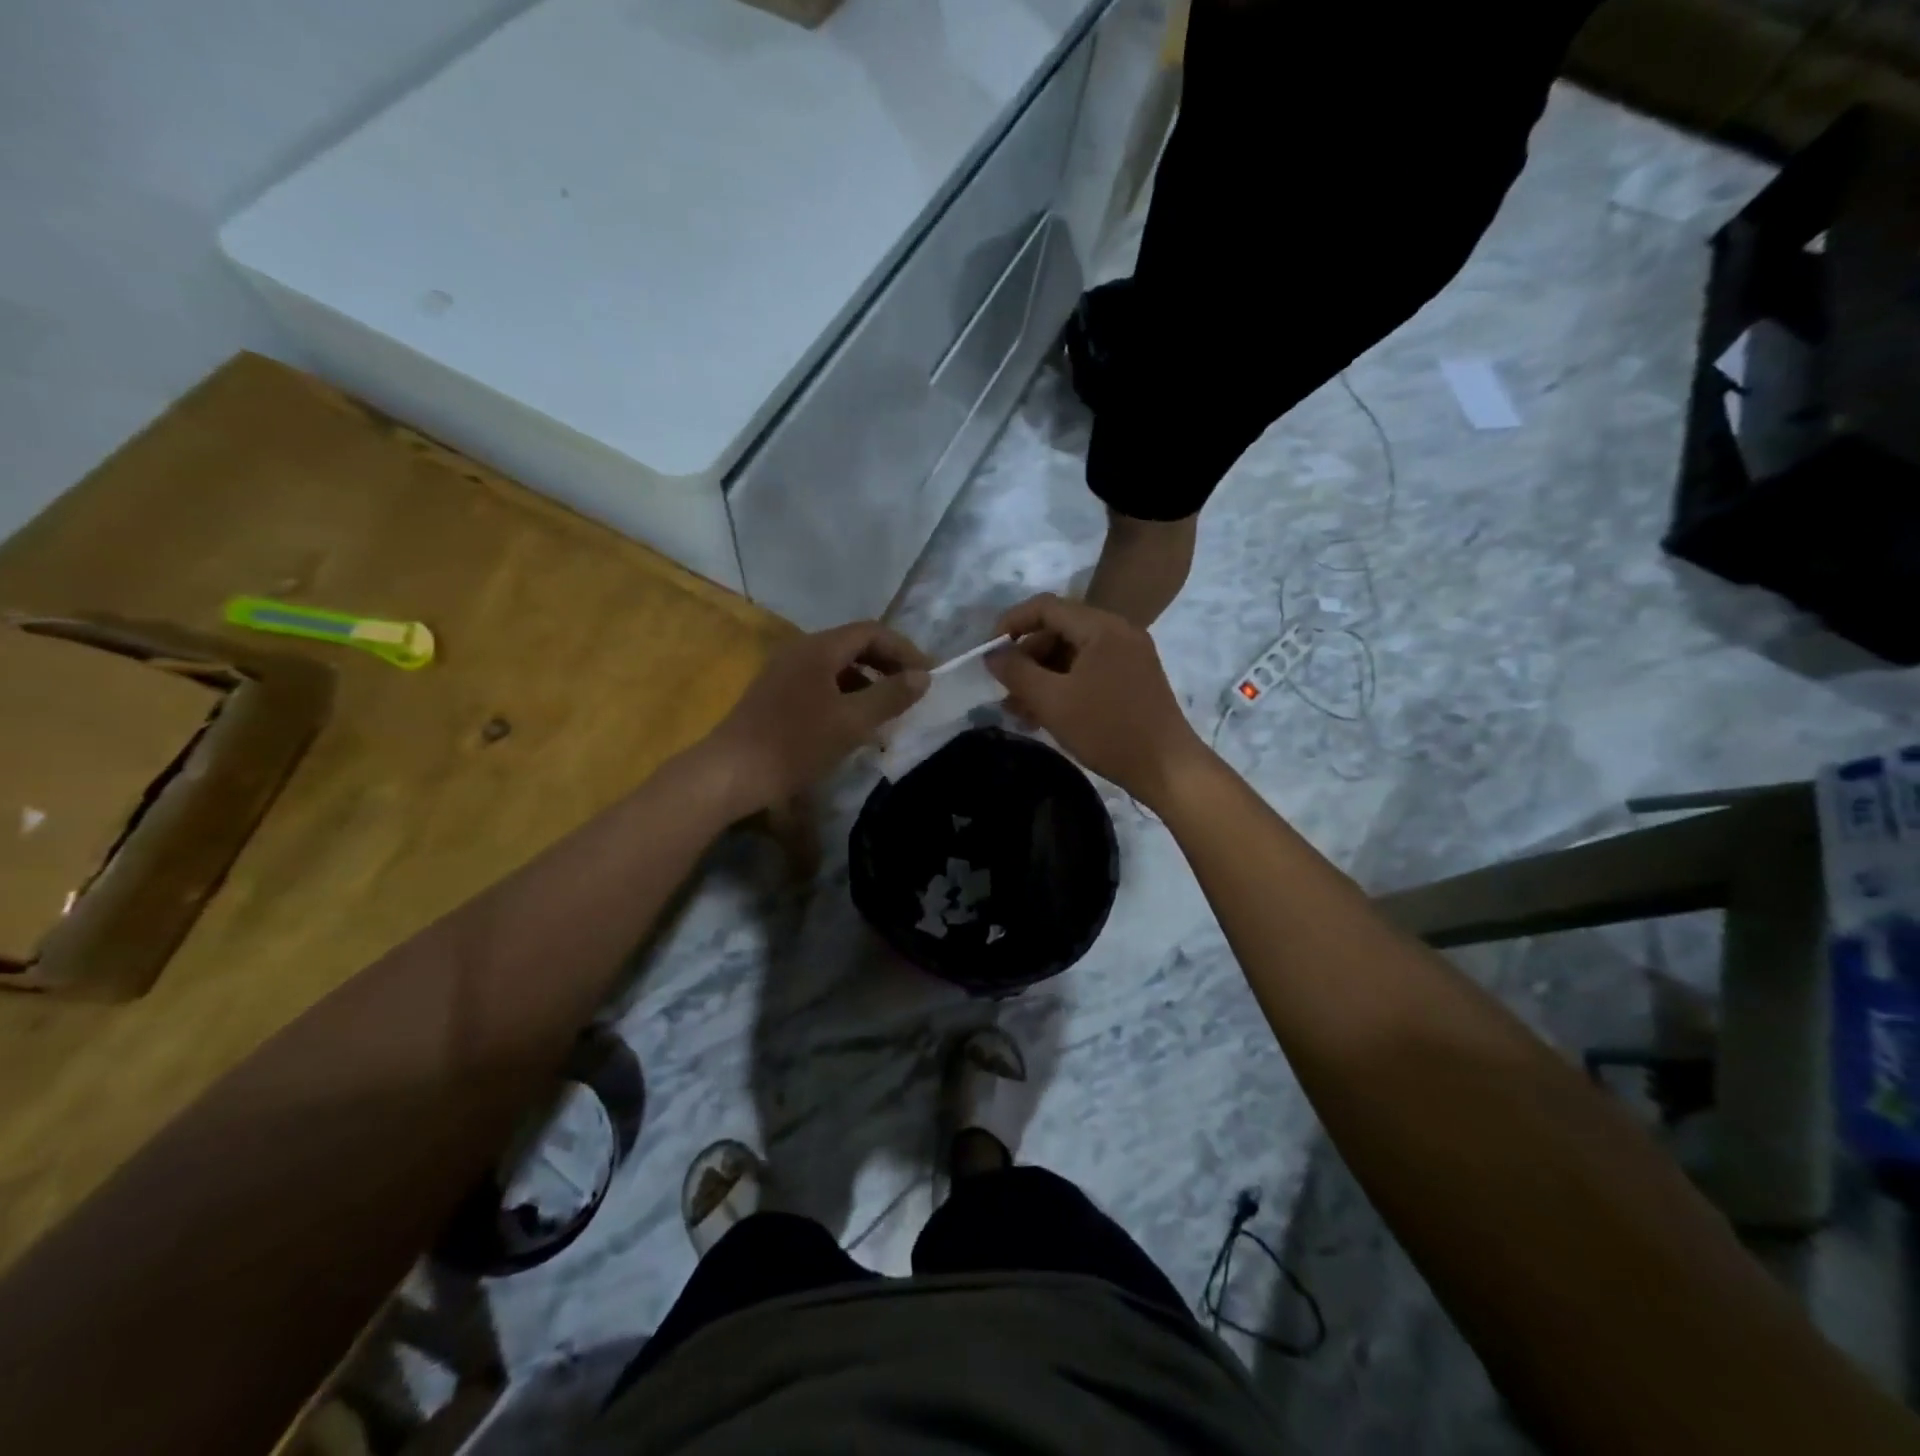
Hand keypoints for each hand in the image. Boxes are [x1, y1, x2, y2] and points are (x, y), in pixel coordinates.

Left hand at [705, 622, 930, 814]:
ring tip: (888, 710)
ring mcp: (784, 671)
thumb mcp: (852, 722)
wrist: (731, 773)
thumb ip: (890, 696)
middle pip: (854, 645)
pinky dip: (845, 695)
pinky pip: (821, 682)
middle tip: (911, 691)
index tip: (927, 676)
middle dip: (887, 664)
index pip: (872, 631)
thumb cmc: (795, 744)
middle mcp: (800, 650)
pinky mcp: (775, 694)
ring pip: (837, 666)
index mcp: (819, 648)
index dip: (904, 650)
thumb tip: (923, 676)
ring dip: (867, 682)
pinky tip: (853, 723)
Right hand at [986, 593, 1204, 803]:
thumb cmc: (1107, 730)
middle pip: (1058, 630)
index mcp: (1101, 627)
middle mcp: (1118, 632)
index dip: (1011, 624)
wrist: (1167, 768)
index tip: (989, 653)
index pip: (1045, 607)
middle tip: (1005, 689)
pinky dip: (1063, 686)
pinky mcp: (1132, 679)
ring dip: (1041, 677)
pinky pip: (1088, 671)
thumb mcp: (1052, 701)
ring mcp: (1128, 656)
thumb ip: (1016, 672)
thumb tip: (992, 654)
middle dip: (1026, 657)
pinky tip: (1043, 715)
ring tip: (1018, 709)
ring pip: (1071, 654)